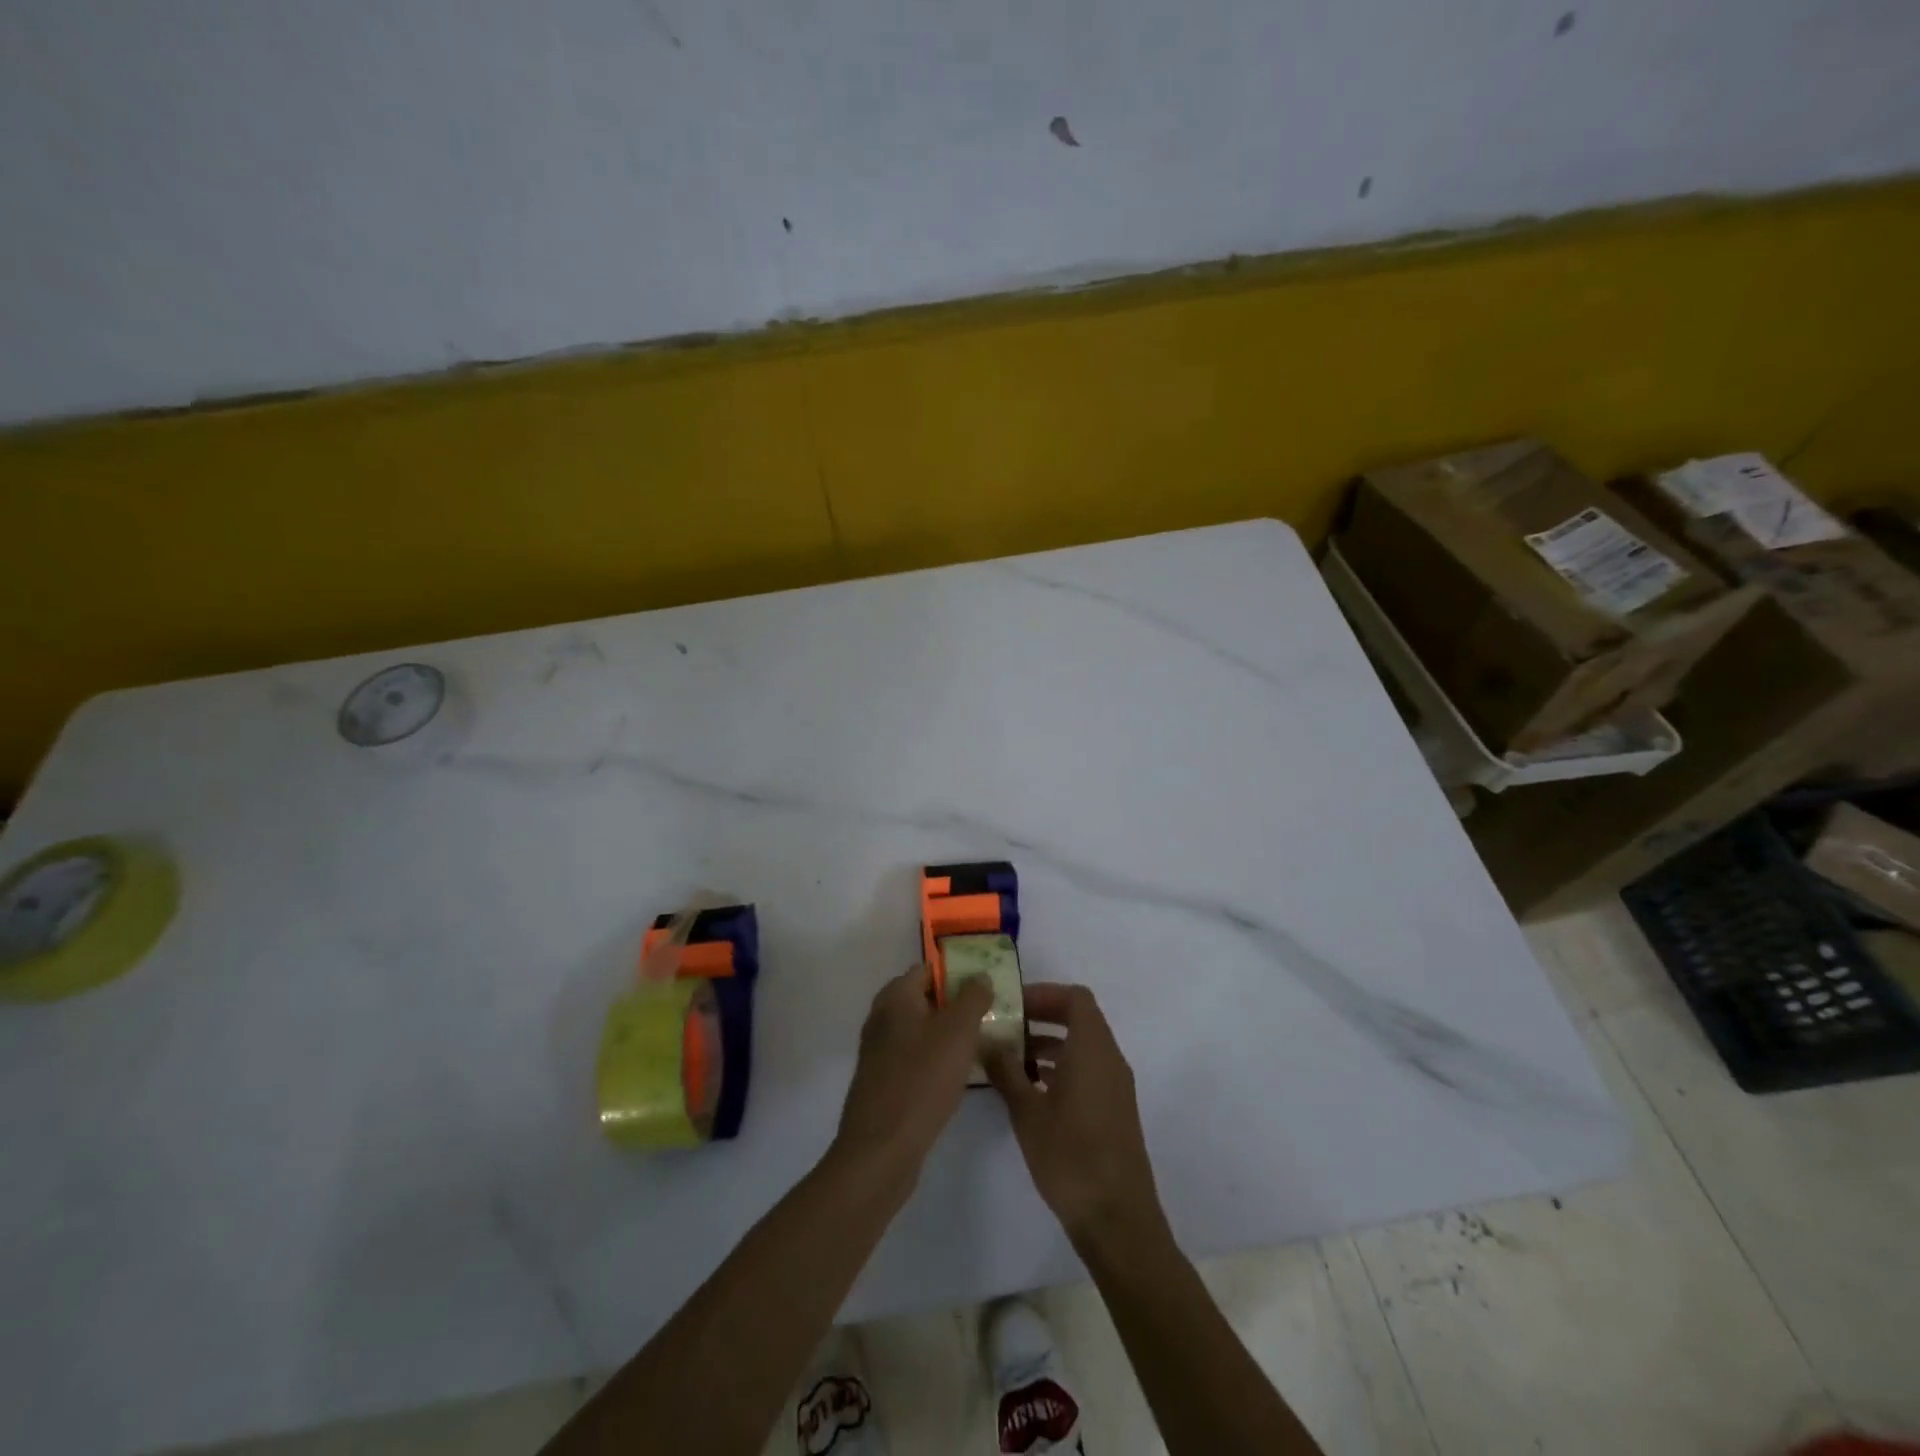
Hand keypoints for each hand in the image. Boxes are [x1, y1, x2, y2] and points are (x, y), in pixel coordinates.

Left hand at [833, 965, 991, 1191]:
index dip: (956, 973)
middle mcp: (882, 1019)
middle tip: (989, 1015)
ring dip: (947, 1035)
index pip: (927, 970)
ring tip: (981, 1044)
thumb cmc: (922, 1079)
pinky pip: (914, 1059)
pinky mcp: (883, 1082)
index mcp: (895, 998)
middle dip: (955, 1005)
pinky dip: (935, 1060)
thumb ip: (972, 998)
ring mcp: (879, 1052)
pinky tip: (957, 1075)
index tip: (985, 985)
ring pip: (920, 1031)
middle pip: (923, 1000)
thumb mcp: (958, 1031)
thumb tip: (978, 976)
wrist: (881, 1149)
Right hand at [986, 983, 1167, 1252]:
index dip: (1045, 994)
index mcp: (1092, 1048)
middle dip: (1043, 1016)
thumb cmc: (1070, 1156)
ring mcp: (1116, 1086)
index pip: (1075, 998)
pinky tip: (1033, 1090)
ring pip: (1083, 1046)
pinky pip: (1089, 1069)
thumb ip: (1006, 1071)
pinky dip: (1062, 1066)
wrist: (1117, 1218)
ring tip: (1011, 1058)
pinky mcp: (1115, 1110)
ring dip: (1050, 1043)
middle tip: (1007, 1027)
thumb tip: (987, 1041)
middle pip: (1080, 1018)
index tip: (1014, 1005)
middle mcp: (1110, 1058)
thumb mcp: (1027, 1111)